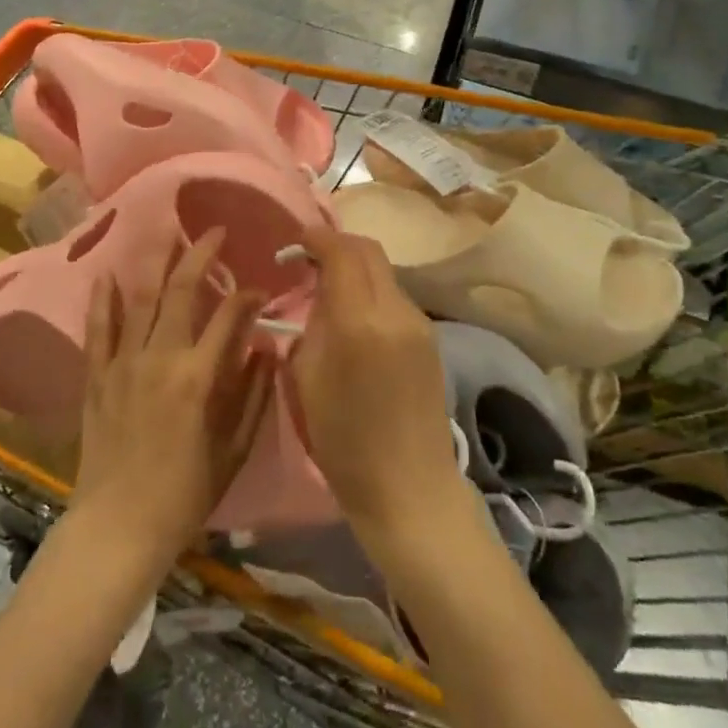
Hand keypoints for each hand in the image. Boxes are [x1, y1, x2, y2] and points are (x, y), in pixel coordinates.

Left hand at [70, 229, 276, 570]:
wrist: (118, 527)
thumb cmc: (184, 494)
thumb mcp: (234, 450)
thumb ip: (253, 395)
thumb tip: (265, 349)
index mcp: (198, 377)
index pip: (229, 316)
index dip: (248, 296)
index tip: (260, 290)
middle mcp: (160, 358)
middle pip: (181, 290)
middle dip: (201, 254)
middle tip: (215, 231)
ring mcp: (123, 363)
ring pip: (141, 299)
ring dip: (157, 262)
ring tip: (168, 233)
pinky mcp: (97, 376)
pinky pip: (99, 329)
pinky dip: (103, 300)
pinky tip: (107, 273)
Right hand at [289, 228, 471, 554]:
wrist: (409, 489)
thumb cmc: (344, 443)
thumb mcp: (307, 381)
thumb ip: (311, 326)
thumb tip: (317, 296)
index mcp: (359, 322)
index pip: (341, 252)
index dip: (317, 238)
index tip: (296, 243)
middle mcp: (395, 311)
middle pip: (369, 251)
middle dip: (338, 245)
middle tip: (310, 260)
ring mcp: (419, 323)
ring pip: (384, 272)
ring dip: (356, 268)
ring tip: (331, 291)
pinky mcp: (430, 338)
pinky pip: (395, 297)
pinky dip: (372, 292)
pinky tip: (357, 318)